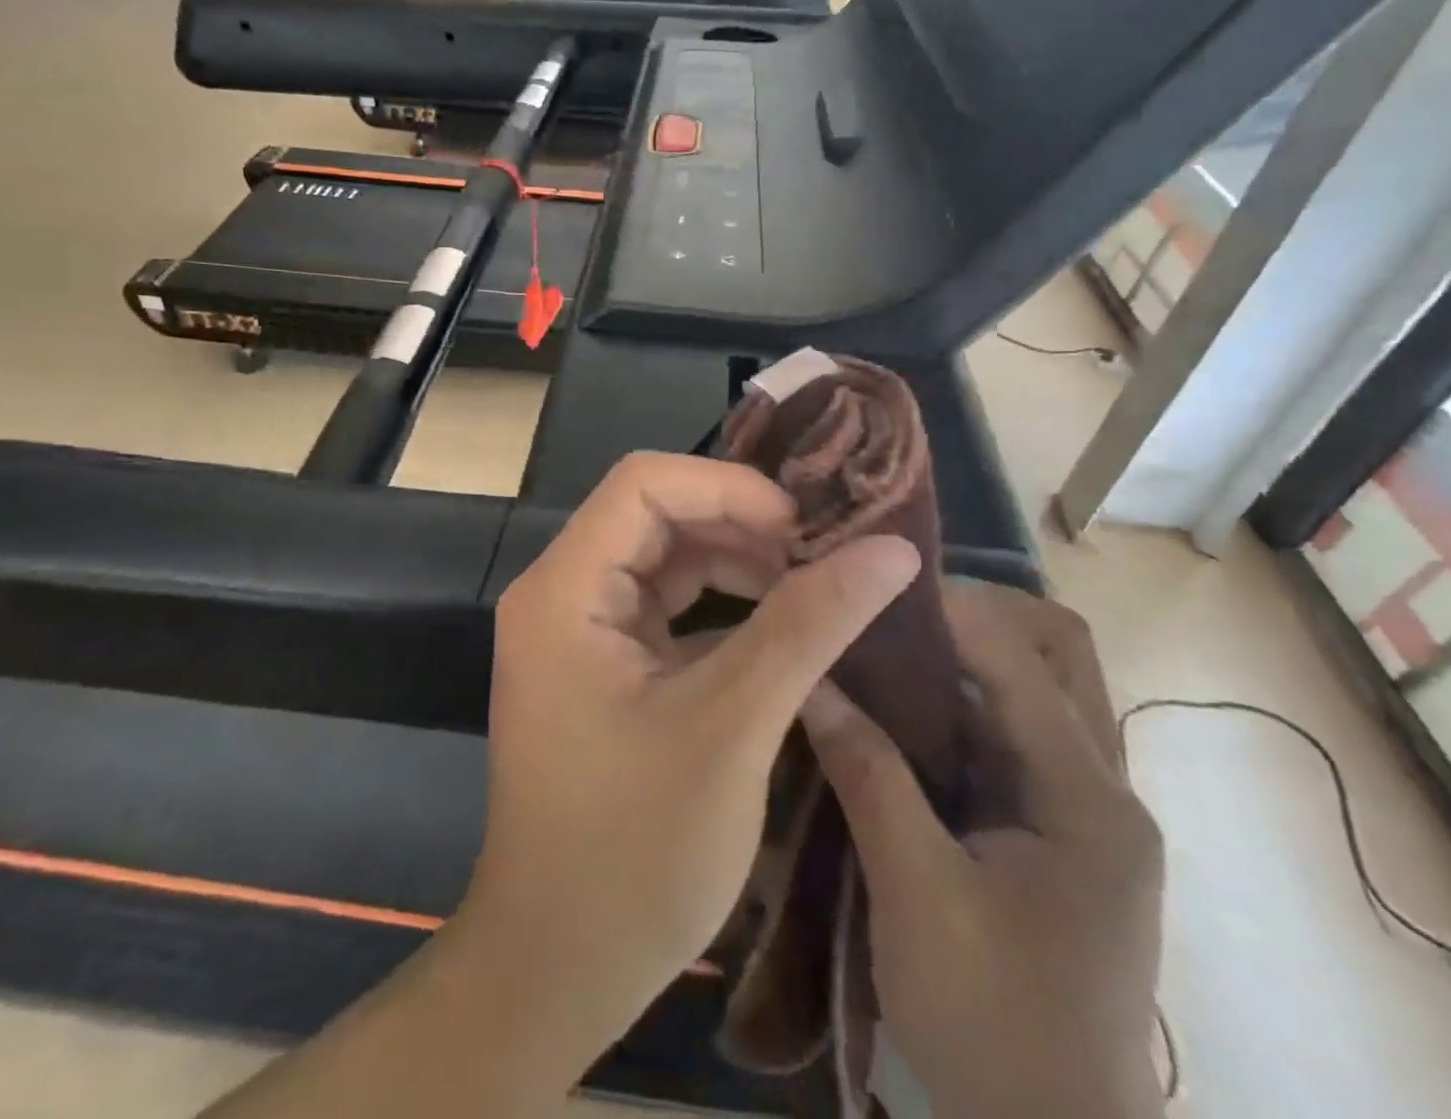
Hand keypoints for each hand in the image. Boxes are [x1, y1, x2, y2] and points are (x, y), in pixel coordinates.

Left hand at [459, 451, 921, 1069]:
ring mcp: (579, 629)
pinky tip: (783, 628)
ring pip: (666, 559)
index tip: (803, 527)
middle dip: (741, 524)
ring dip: (739, 564)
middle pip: (655, 515)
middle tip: (825, 553)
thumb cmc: (633, 853)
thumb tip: (891, 551)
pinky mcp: (601, 664)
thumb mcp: (730, 728)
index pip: (643, 484)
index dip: (728, 487)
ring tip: (816, 587)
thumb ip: (807, 627)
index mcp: (565, 590)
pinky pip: (666, 607)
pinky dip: (724, 607)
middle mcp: (562, 593)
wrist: (558, 967)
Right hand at [801, 582, 1164, 1118]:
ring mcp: (1085, 810)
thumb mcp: (916, 896)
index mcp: (1089, 801)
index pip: (1024, 660)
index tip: (874, 586)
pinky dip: (963, 702)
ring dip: (969, 654)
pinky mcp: (1057, 830)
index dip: (950, 610)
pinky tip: (902, 709)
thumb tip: (812, 680)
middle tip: (890, 610)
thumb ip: (868, 776)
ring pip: (1039, 686)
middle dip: (978, 614)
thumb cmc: (992, 1028)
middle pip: (1058, 653)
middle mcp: (1104, 789)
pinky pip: (1015, 732)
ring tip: (887, 644)